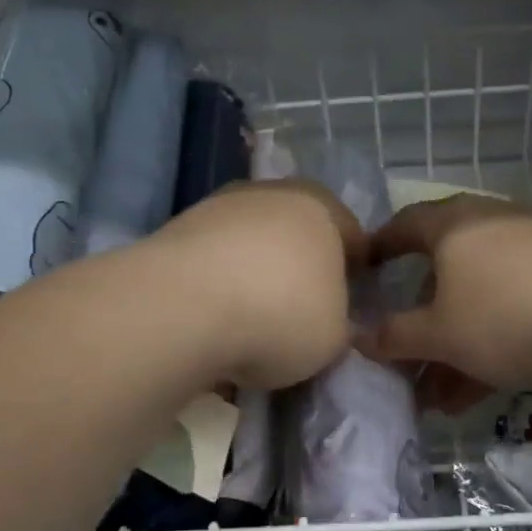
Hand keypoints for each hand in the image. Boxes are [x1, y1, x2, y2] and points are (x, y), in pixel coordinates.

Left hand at [152, 179, 365, 389]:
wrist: (184, 307)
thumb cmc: (281, 314)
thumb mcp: (334, 337)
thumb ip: (338, 323)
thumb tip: (327, 321)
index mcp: (323, 208)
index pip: (353, 238)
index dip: (353, 274)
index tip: (347, 308)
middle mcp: (273, 193)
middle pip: (297, 234)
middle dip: (300, 269)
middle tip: (299, 313)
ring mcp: (221, 205)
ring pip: (252, 243)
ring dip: (255, 274)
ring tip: (250, 321)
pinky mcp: (178, 227)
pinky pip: (214, 258)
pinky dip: (219, 282)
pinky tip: (215, 317)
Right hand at [361, 195, 531, 406]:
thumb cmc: (506, 315)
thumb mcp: (440, 333)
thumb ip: (395, 336)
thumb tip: (358, 336)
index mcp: (455, 225)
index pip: (404, 224)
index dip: (380, 247)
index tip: (362, 270)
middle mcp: (492, 228)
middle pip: (442, 271)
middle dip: (419, 319)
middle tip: (401, 351)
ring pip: (477, 301)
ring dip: (452, 347)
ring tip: (433, 396)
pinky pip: (510, 313)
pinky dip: (487, 347)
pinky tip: (471, 395)